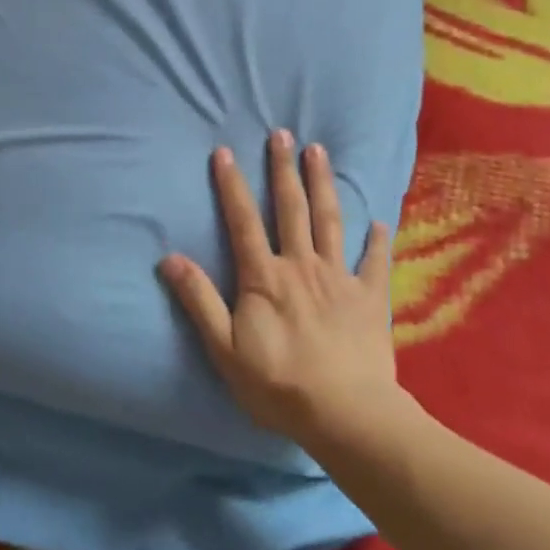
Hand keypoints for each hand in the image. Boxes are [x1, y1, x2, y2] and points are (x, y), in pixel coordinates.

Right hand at [160, 130, 395, 445]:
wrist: (346, 415)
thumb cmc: (278, 385)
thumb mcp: (224, 348)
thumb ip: (200, 300)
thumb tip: (169, 258)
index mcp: (265, 277)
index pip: (243, 221)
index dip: (232, 185)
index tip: (225, 151)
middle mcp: (301, 266)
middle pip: (291, 208)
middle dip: (283, 169)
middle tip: (282, 133)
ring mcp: (339, 279)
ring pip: (330, 221)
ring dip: (323, 184)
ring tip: (319, 151)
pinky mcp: (369, 298)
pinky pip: (374, 262)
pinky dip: (376, 240)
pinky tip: (379, 221)